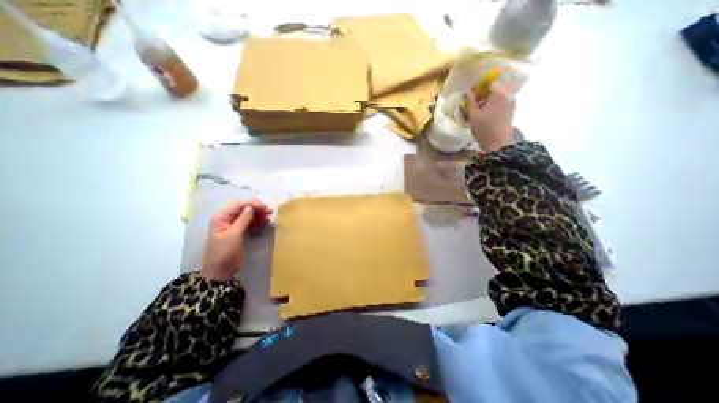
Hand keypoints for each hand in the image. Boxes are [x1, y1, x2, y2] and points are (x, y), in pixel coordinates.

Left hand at [198, 201, 273, 280]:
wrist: (219, 272)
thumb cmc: (224, 253)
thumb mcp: (233, 235)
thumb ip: (242, 220)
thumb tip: (251, 207)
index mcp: (221, 217)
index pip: (238, 205)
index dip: (252, 204)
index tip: (265, 207)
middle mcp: (226, 219)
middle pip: (242, 208)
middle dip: (256, 208)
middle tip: (269, 211)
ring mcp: (232, 225)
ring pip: (247, 214)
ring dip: (257, 214)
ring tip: (268, 216)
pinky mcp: (237, 232)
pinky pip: (248, 222)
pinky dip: (256, 220)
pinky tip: (264, 221)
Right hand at [466, 84, 516, 152]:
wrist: (498, 143)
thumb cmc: (484, 128)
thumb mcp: (473, 115)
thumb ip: (470, 100)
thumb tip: (466, 90)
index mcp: (499, 93)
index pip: (489, 81)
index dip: (479, 86)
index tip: (471, 94)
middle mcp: (508, 94)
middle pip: (495, 87)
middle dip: (484, 92)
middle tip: (474, 101)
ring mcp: (511, 101)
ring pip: (499, 94)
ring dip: (488, 98)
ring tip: (478, 108)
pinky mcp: (511, 109)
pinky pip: (502, 100)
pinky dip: (493, 103)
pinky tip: (485, 113)